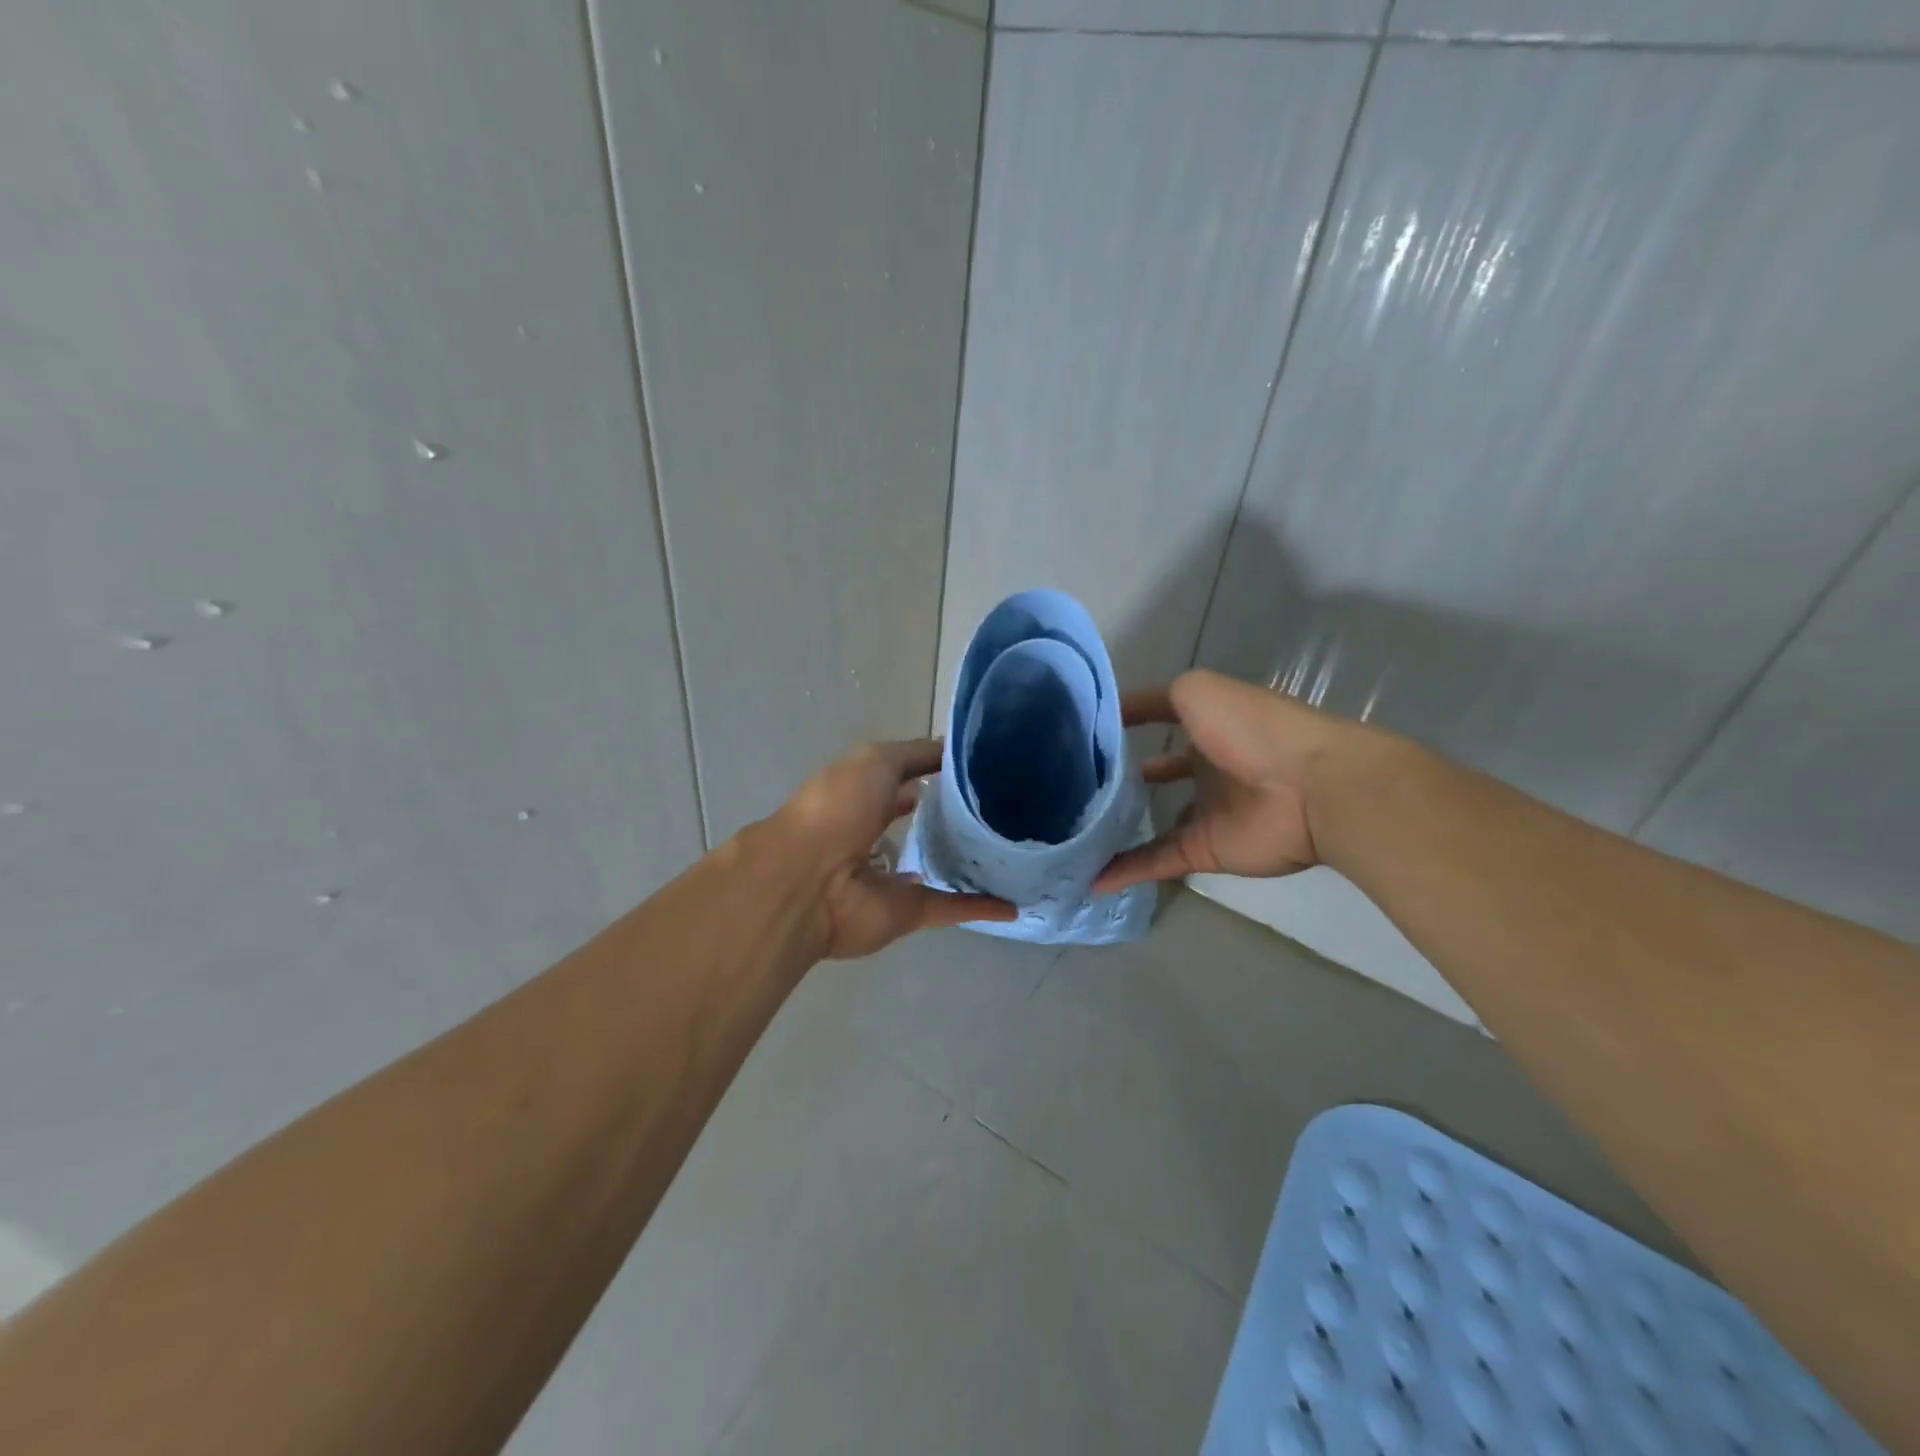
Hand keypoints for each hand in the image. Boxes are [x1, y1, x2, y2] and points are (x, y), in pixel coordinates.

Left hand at [769, 739, 1016, 959]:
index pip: (909, 781)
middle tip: (1005, 810)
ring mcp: (893, 877)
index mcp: (865, 795)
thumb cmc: (839, 808)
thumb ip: (918, 754)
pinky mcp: (909, 912)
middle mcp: (877, 835)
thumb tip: (956, 751)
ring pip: (939, 868)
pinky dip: (981, 908)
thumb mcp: (877, 761)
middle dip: (956, 820)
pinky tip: (1015, 904)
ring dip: (969, 864)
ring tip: (1015, 852)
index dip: (940, 774)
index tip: (983, 770)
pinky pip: (951, 908)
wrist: (809, 881)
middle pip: (925, 827)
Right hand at [1095, 669, 1354, 893]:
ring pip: (1152, 822)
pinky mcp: (1205, 851)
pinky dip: (1125, 870)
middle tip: (1073, 787)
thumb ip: (1154, 700)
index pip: (1157, 720)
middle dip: (1120, 780)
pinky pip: (1157, 860)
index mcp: (1209, 726)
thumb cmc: (1252, 730)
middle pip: (1154, 776)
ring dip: (1117, 829)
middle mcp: (1206, 768)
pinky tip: (1090, 876)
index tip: (1080, 731)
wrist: (1312, 789)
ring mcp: (1206, 812)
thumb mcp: (1196, 691)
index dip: (1123, 722)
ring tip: (1072, 832)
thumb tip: (1113, 712)